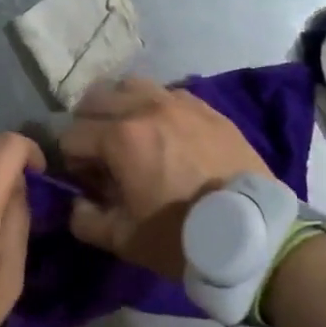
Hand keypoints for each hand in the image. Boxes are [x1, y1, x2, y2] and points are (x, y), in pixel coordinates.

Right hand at [59, 78, 271, 279]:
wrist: (255, 234)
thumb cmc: (183, 238)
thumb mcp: (124, 241)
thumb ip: (85, 219)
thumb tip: (77, 202)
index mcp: (120, 138)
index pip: (71, 135)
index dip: (70, 160)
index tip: (85, 180)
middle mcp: (145, 108)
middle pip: (95, 99)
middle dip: (88, 125)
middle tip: (100, 154)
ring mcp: (179, 103)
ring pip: (131, 85)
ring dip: (119, 106)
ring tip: (129, 133)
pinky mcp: (206, 108)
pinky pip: (167, 93)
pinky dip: (154, 106)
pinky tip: (164, 132)